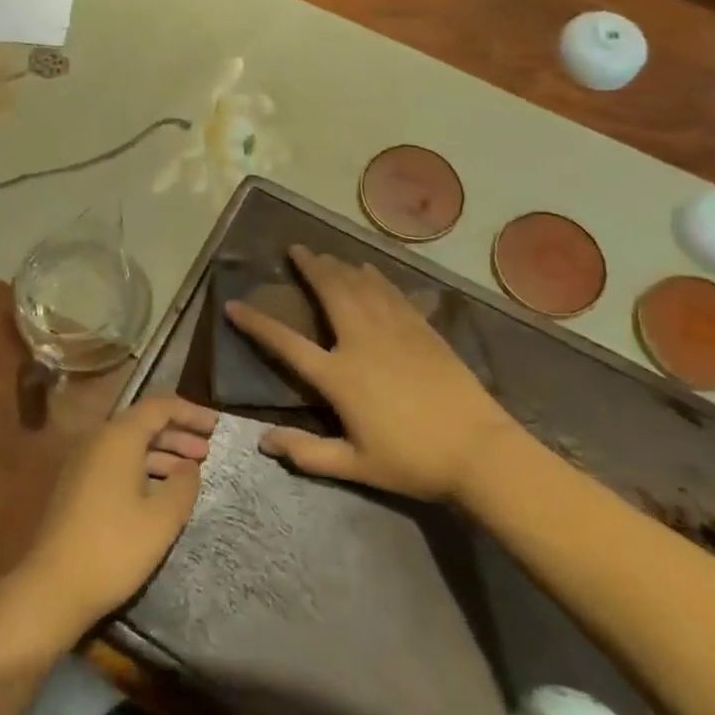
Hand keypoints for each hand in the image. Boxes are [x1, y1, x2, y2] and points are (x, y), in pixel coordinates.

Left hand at [8, 395, 217, 642]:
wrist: (53, 585)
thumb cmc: (113, 547)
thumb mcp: (161, 519)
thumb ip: (183, 486)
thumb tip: (190, 466)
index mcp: (118, 437)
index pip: (159, 406)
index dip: (190, 412)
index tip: (217, 425)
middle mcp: (98, 440)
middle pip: (143, 423)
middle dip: (178, 434)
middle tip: (208, 451)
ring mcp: (84, 462)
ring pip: (130, 445)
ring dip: (162, 453)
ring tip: (191, 473)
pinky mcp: (77, 485)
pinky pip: (117, 463)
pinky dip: (143, 468)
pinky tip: (160, 492)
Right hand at [226, 245, 517, 502]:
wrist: (480, 451)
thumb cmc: (413, 461)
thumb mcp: (356, 466)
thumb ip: (307, 453)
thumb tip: (263, 441)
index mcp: (339, 376)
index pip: (286, 343)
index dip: (256, 323)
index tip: (234, 305)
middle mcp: (361, 341)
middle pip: (329, 292)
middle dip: (309, 267)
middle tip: (295, 249)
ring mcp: (394, 330)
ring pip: (359, 285)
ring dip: (339, 265)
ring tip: (324, 253)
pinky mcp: (421, 329)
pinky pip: (390, 292)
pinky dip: (374, 276)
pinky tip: (368, 269)